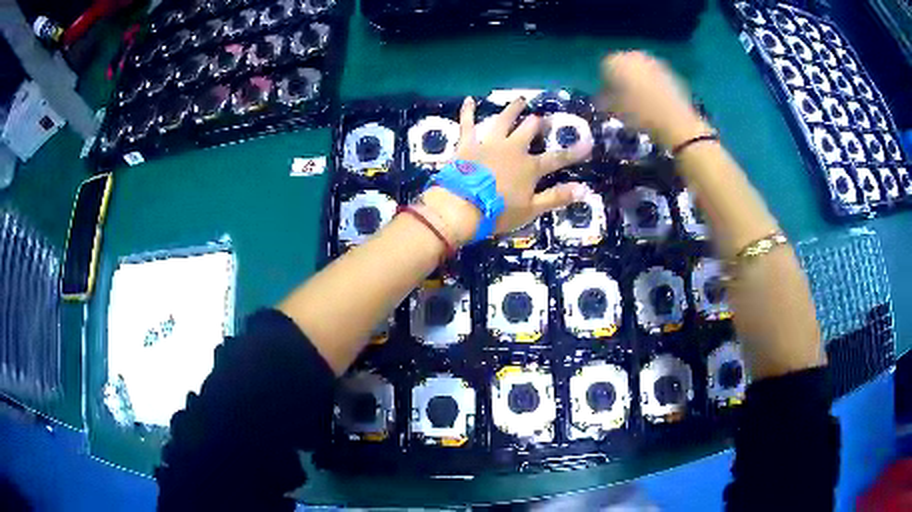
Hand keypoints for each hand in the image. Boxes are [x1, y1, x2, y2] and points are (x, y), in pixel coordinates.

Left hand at [422, 96, 592, 245]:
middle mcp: (513, 149)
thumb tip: (584, 189)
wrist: (462, 207)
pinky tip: (469, 100)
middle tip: (543, 118)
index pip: (557, 158)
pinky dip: (468, 111)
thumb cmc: (498, 212)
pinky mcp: (468, 144)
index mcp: (529, 167)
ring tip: (520, 100)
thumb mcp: (531, 210)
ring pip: (504, 120)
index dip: (573, 152)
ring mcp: (490, 143)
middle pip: (529, 131)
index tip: (588, 142)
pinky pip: (468, 123)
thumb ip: (557, 197)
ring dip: (513, 110)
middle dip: (539, 123)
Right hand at [601, 51, 710, 147]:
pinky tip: (654, 100)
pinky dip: (651, 84)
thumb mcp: (615, 110)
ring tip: (640, 101)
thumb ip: (604, 100)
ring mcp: (653, 61)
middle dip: (621, 79)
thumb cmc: (641, 116)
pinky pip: (653, 75)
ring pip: (639, 69)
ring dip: (637, 81)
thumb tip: (602, 98)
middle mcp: (634, 56)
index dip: (604, 85)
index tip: (607, 99)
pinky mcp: (669, 71)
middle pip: (622, 65)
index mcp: (616, 61)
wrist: (676, 122)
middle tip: (623, 98)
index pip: (604, 68)